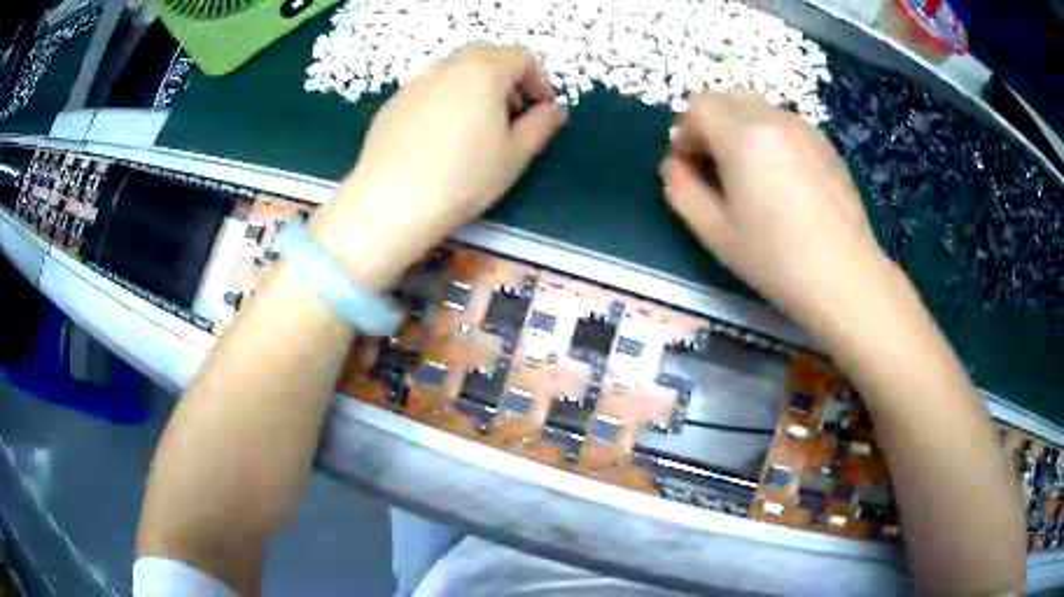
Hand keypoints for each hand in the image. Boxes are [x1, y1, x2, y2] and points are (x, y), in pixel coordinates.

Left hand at [312, 44, 567, 286]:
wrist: (390, 202)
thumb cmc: (463, 178)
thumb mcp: (515, 155)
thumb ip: (541, 125)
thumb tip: (555, 110)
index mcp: (483, 71)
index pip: (521, 57)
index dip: (539, 79)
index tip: (543, 108)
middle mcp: (447, 66)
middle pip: (486, 57)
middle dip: (507, 79)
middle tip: (513, 114)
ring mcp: (415, 82)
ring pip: (455, 71)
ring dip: (476, 87)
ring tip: (477, 126)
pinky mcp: (393, 103)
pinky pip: (429, 89)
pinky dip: (446, 99)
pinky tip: (441, 137)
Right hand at [660, 92, 887, 332]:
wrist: (845, 276)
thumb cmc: (776, 259)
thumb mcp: (715, 233)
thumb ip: (682, 191)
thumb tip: (675, 166)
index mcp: (743, 135)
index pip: (699, 105)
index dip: (685, 132)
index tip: (690, 167)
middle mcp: (774, 118)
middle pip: (728, 100)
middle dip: (711, 127)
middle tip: (716, 170)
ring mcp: (805, 128)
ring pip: (758, 110)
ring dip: (741, 130)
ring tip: (751, 176)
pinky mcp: (825, 144)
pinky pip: (784, 125)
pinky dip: (770, 138)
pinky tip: (782, 180)